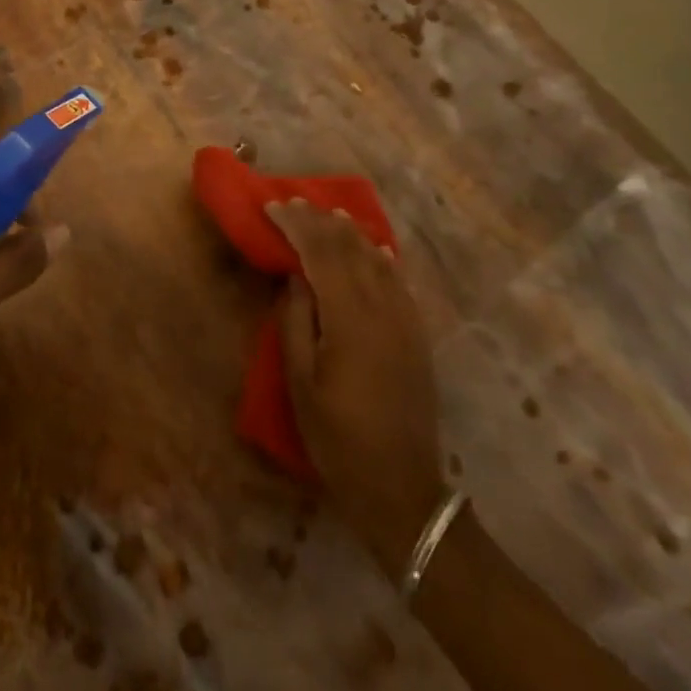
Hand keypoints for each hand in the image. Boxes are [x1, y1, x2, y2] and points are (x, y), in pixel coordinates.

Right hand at [269, 199, 445, 580]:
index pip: (321, 253)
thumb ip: (296, 322)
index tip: (272, 207)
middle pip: (349, 249)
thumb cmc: (338, 438)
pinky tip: (374, 250)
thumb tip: (296, 277)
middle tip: (293, 203)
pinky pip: (399, 282)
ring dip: (351, 234)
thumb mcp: (301, 383)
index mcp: (349, 318)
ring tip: (329, 215)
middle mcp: (382, 309)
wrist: (402, 488)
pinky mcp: (417, 335)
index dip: (296, 225)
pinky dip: (381, 258)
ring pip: (377, 260)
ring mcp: (405, 321)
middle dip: (320, 222)